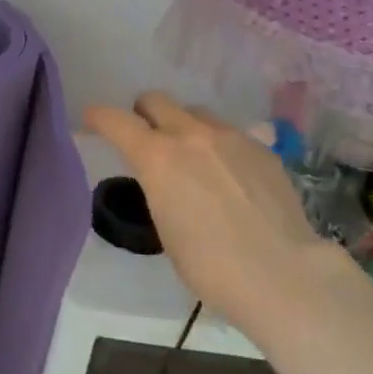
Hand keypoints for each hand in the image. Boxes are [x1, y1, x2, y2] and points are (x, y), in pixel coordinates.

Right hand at [84, 91, 342, 334]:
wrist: (281, 273)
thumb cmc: (210, 266)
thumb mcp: (166, 227)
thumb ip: (159, 188)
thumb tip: (165, 178)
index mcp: (158, 157)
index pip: (116, 120)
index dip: (99, 117)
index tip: (92, 120)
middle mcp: (191, 134)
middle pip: (156, 100)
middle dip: (144, 114)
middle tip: (146, 137)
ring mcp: (231, 136)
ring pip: (196, 113)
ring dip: (184, 127)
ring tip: (193, 158)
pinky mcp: (262, 146)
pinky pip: (230, 133)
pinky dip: (219, 146)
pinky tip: (230, 177)